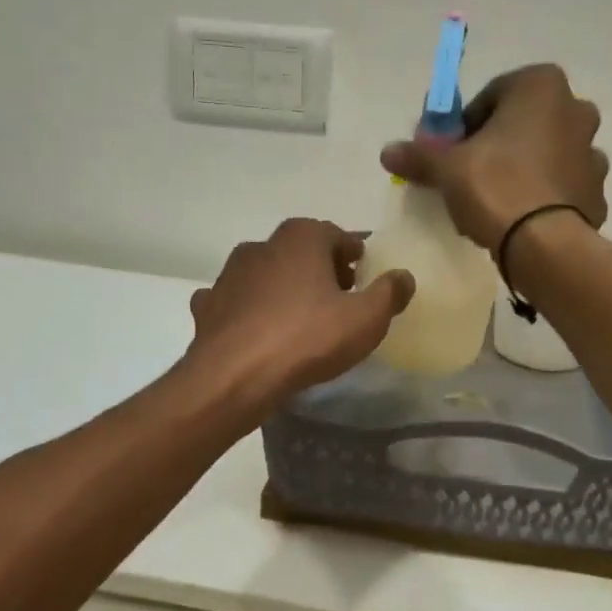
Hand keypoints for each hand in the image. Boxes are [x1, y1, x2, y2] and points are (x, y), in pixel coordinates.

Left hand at [186, 219, 413, 410]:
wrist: (233, 375)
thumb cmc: (307, 338)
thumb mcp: (366, 319)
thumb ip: (389, 293)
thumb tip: (404, 276)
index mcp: (301, 238)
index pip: (336, 235)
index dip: (353, 254)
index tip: (363, 275)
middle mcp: (262, 245)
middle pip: (300, 250)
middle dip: (320, 269)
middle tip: (338, 297)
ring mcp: (229, 275)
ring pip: (266, 274)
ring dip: (284, 288)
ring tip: (301, 318)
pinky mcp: (208, 305)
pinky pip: (237, 301)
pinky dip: (250, 310)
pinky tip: (259, 331)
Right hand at [379, 64, 607, 249]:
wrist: (545, 244)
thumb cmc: (495, 186)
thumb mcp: (446, 168)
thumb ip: (419, 154)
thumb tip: (387, 151)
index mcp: (541, 86)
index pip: (491, 97)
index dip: (466, 125)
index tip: (451, 152)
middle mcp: (576, 110)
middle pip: (523, 123)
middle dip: (498, 144)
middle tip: (470, 175)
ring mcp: (593, 153)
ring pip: (546, 155)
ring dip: (523, 170)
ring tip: (495, 202)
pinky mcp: (597, 192)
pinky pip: (562, 187)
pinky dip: (543, 196)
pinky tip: (520, 219)